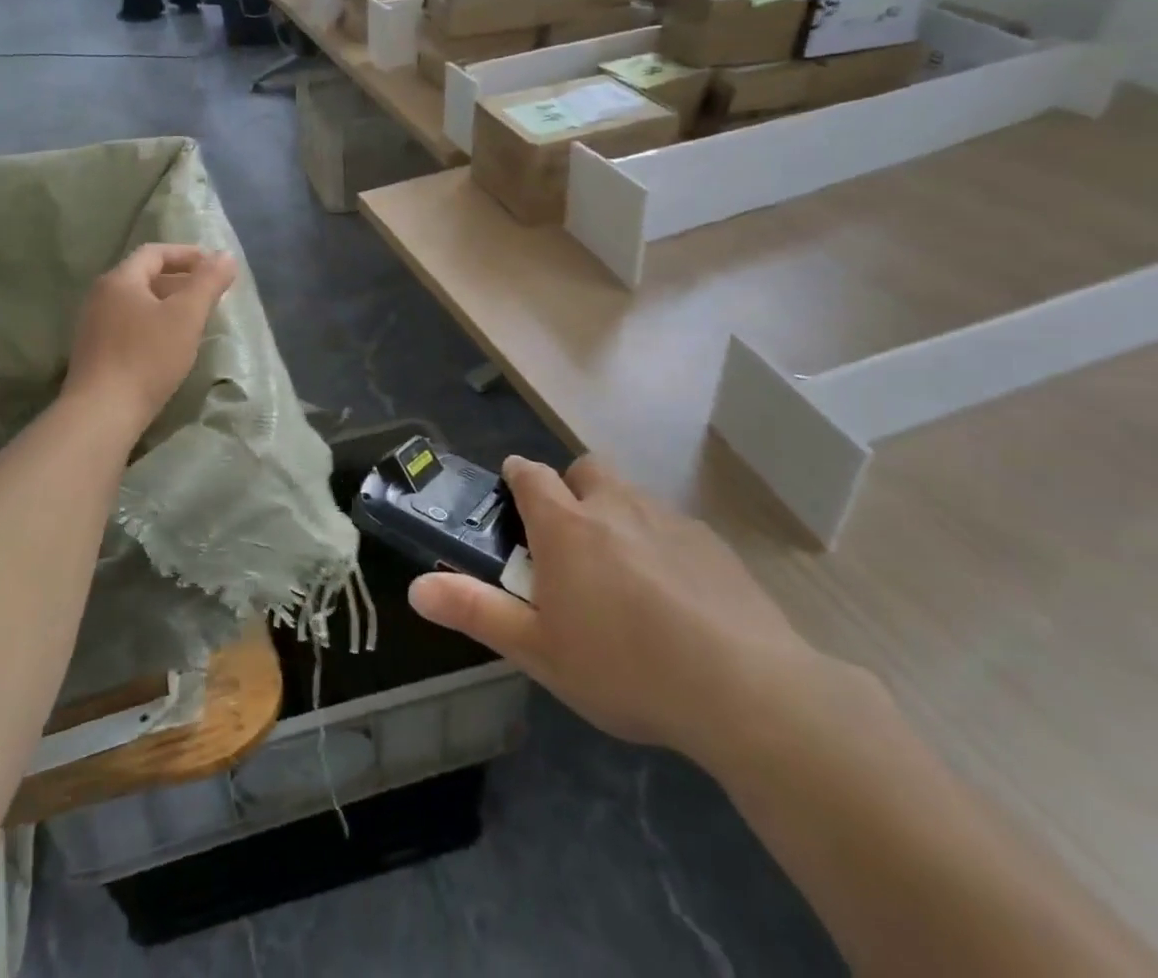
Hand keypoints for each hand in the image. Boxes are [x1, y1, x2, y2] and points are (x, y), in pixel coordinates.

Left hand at [64, 243, 238, 432]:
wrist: (102, 412)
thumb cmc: (147, 356)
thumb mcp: (187, 315)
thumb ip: (208, 281)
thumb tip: (226, 255)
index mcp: (120, 280)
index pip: (155, 252)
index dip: (188, 255)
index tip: (215, 266)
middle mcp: (101, 296)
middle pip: (145, 276)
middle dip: (180, 279)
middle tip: (210, 292)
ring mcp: (94, 325)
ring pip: (137, 302)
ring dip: (168, 303)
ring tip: (195, 318)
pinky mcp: (95, 352)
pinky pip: (129, 325)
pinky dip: (154, 324)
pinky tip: (170, 344)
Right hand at [408, 455, 823, 769]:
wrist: (741, 688)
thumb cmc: (623, 667)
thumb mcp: (537, 650)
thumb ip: (475, 611)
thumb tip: (416, 586)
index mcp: (566, 525)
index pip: (530, 474)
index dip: (517, 476)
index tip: (512, 488)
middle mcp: (615, 506)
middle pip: (585, 469)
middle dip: (572, 488)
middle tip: (571, 540)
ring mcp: (668, 520)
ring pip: (631, 496)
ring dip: (617, 515)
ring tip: (623, 574)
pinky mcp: (712, 544)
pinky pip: (672, 526)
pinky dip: (661, 543)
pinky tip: (675, 597)